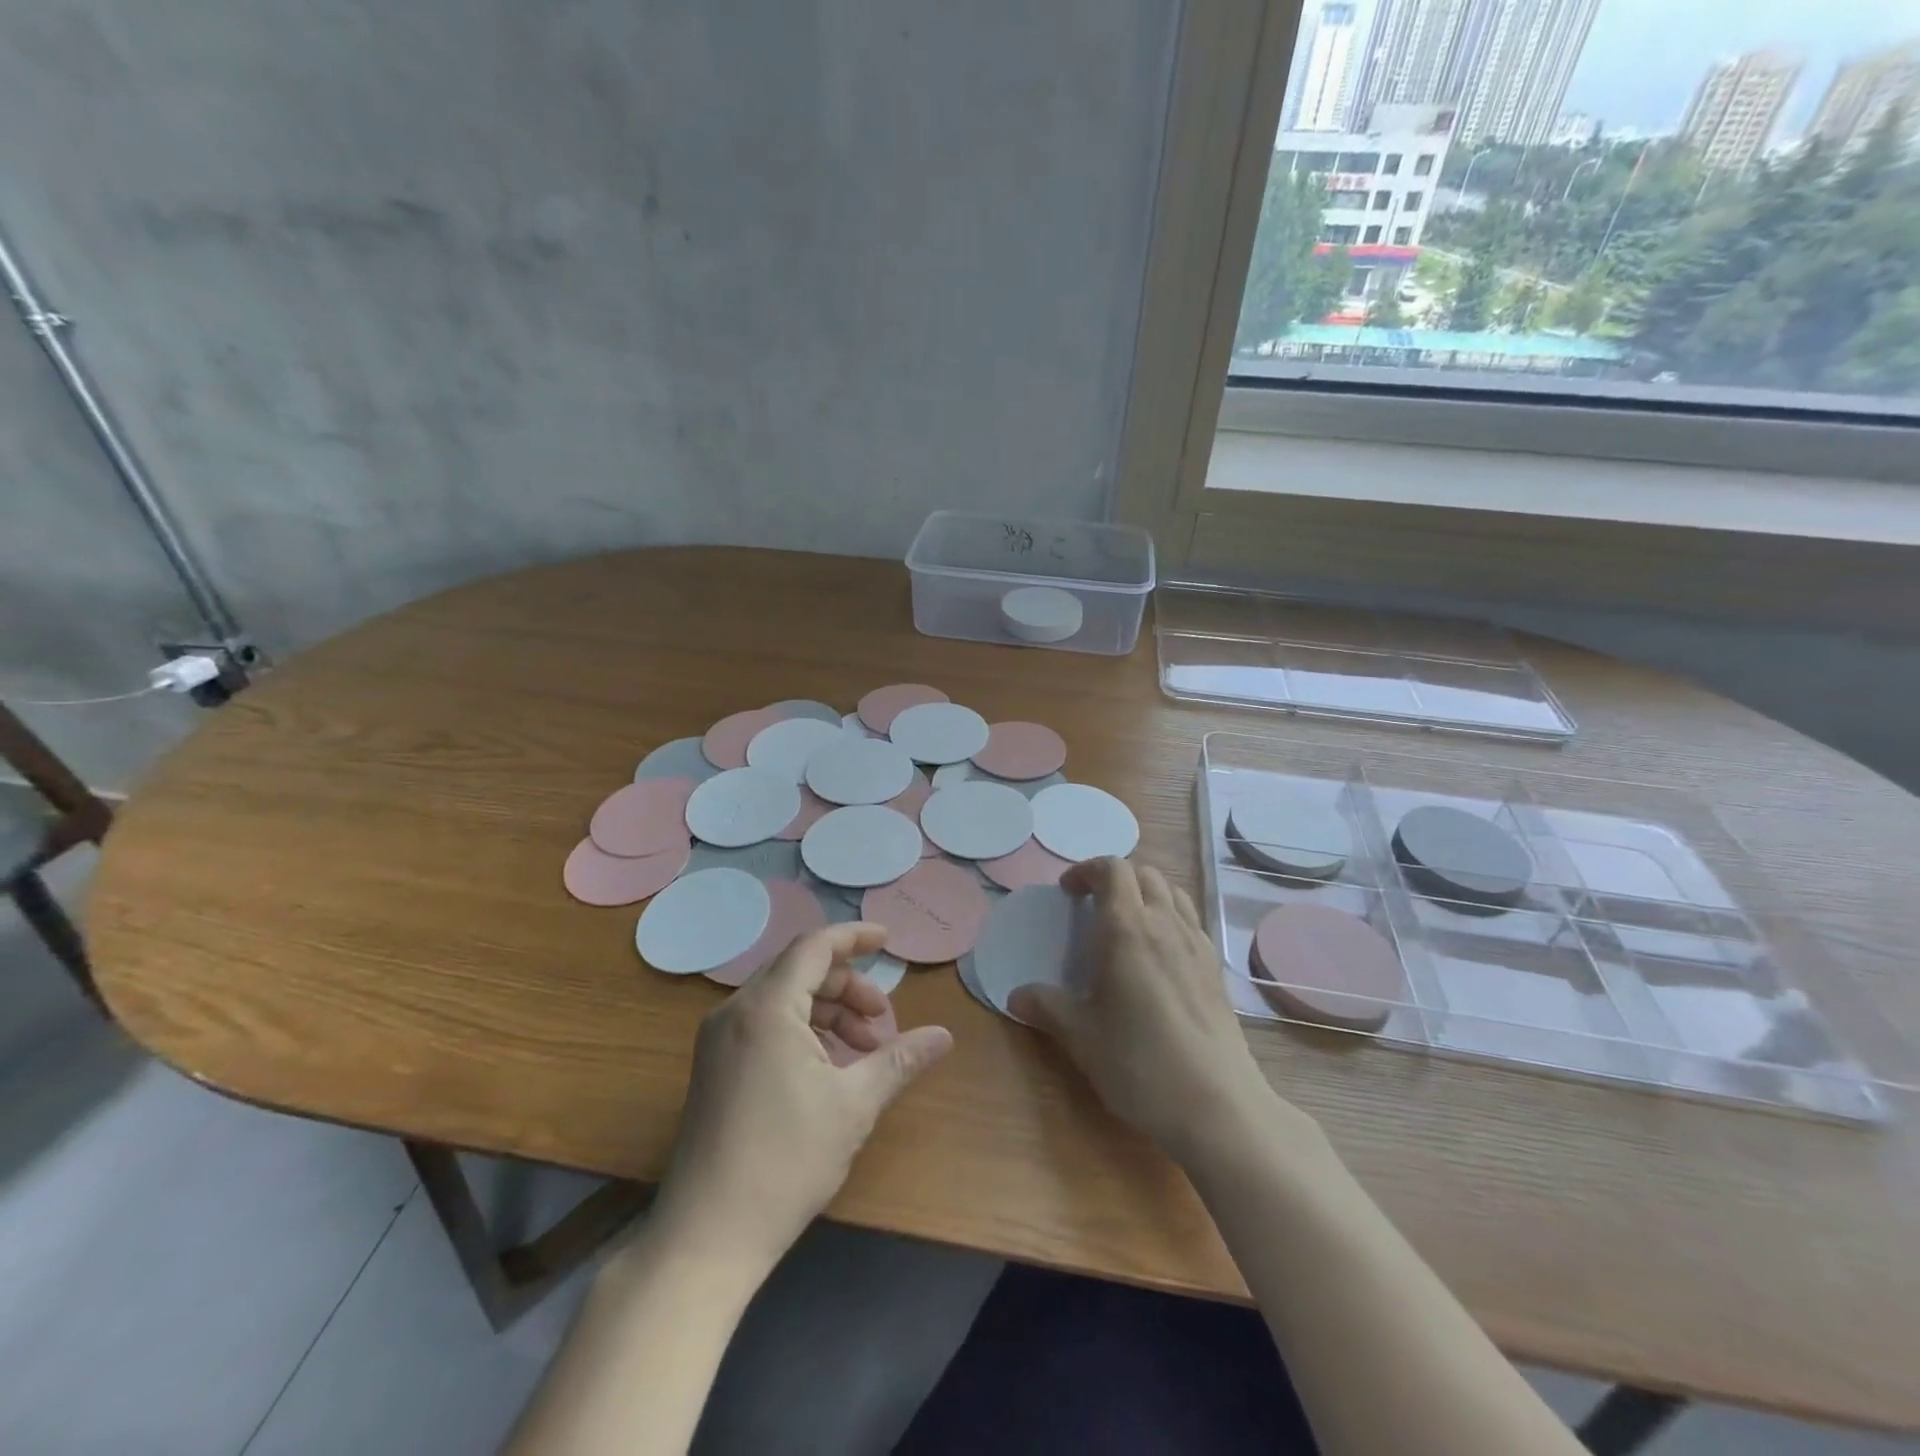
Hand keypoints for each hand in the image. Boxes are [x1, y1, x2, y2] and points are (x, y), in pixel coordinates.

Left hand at [652, 923, 953, 1272]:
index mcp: (766, 1008)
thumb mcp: (855, 1105)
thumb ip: (900, 1059)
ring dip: (828, 1012)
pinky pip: (765, 1024)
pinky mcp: (713, 1067)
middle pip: (800, 971)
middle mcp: (735, 1011)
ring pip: (783, 999)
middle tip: (883, 1021)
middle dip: (848, 987)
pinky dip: (803, 1031)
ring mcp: (718, 1040)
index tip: (889, 941)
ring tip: (863, 1051)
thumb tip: (945, 1035)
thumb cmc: (786, 1161)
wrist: (708, 1237)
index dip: (854, 937)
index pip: (814, 947)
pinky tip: (829, 1068)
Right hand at [1010, 858, 1302, 1165]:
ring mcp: (1197, 944)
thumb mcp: (1081, 1036)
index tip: (1067, 892)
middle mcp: (1165, 924)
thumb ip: (1046, 1007)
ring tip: (1126, 924)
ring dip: (1146, 894)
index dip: (1086, 870)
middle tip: (1092, 907)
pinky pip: (1191, 921)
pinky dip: (1170, 918)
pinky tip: (1158, 956)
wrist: (1216, 1105)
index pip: (1112, 869)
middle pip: (1144, 874)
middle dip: (1115, 879)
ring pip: (1172, 893)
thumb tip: (1015, 996)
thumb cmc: (1139, 1063)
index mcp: (1126, 929)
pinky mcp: (1216, 969)